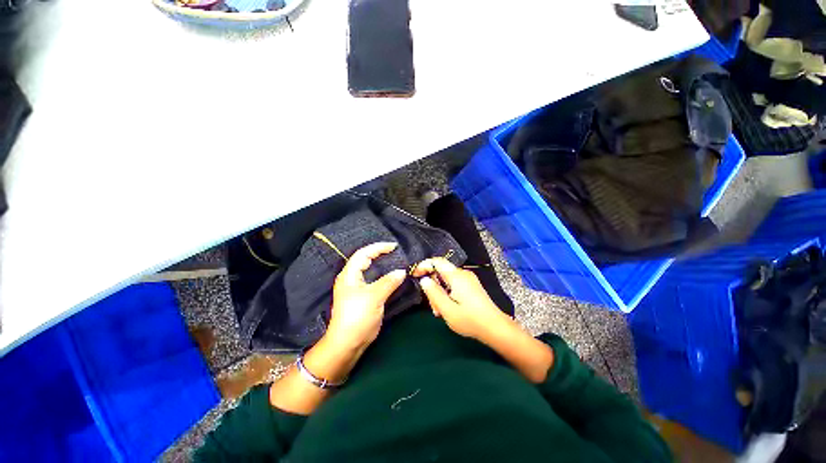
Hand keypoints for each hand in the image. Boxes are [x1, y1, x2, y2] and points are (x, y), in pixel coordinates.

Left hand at [325, 242, 405, 351]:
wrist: (347, 343)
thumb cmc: (357, 317)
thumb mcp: (374, 297)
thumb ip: (388, 282)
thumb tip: (402, 271)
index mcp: (349, 274)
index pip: (363, 254)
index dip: (378, 247)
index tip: (393, 246)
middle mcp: (351, 278)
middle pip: (365, 259)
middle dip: (379, 253)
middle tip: (395, 251)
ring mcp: (357, 288)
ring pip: (370, 270)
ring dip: (381, 264)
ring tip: (395, 260)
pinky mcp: (363, 296)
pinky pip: (374, 280)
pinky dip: (383, 275)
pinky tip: (391, 276)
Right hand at [412, 257, 507, 339]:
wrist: (496, 328)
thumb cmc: (470, 320)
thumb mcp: (447, 309)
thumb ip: (433, 293)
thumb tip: (424, 279)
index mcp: (456, 276)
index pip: (437, 261)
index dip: (423, 265)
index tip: (414, 275)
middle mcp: (463, 273)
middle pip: (441, 271)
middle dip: (432, 285)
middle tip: (432, 304)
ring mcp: (468, 279)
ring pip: (446, 280)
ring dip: (440, 292)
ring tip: (440, 311)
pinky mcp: (471, 286)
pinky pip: (454, 284)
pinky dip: (447, 293)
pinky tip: (448, 308)